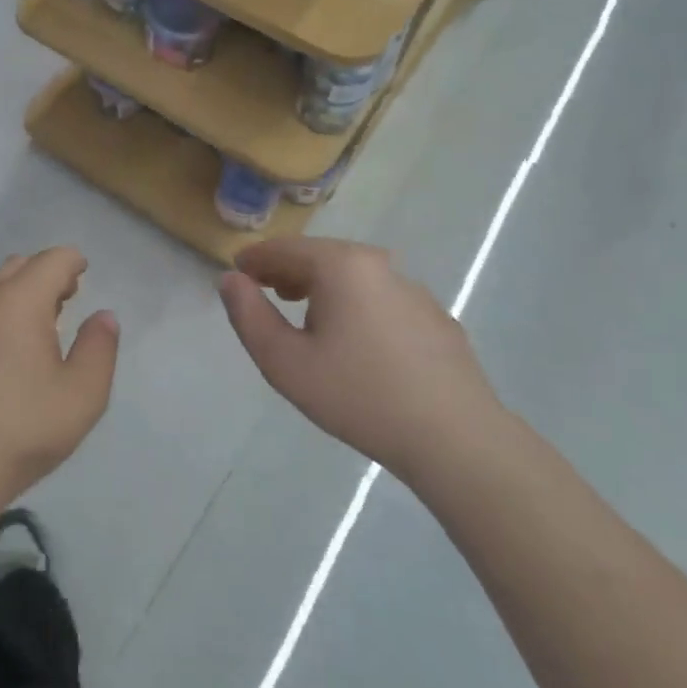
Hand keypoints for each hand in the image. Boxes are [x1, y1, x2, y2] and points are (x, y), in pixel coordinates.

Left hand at [0, 249, 119, 506]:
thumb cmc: (23, 427)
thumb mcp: (83, 393)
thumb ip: (99, 347)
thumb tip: (103, 316)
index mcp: (19, 300)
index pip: (51, 260)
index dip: (73, 262)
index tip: (84, 272)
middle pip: (19, 266)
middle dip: (46, 273)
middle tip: (67, 298)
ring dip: (20, 292)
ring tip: (41, 324)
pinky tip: (8, 351)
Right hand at [219, 239, 503, 484]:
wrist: (455, 439)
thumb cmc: (358, 396)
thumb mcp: (284, 362)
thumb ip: (248, 315)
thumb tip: (231, 279)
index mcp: (341, 265)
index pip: (284, 248)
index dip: (255, 260)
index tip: (237, 274)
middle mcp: (380, 265)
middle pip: (321, 256)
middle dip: (287, 270)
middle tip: (265, 292)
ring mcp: (413, 290)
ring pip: (354, 277)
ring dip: (322, 288)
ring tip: (304, 314)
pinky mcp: (436, 318)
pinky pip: (381, 299)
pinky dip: (356, 306)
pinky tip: (355, 342)